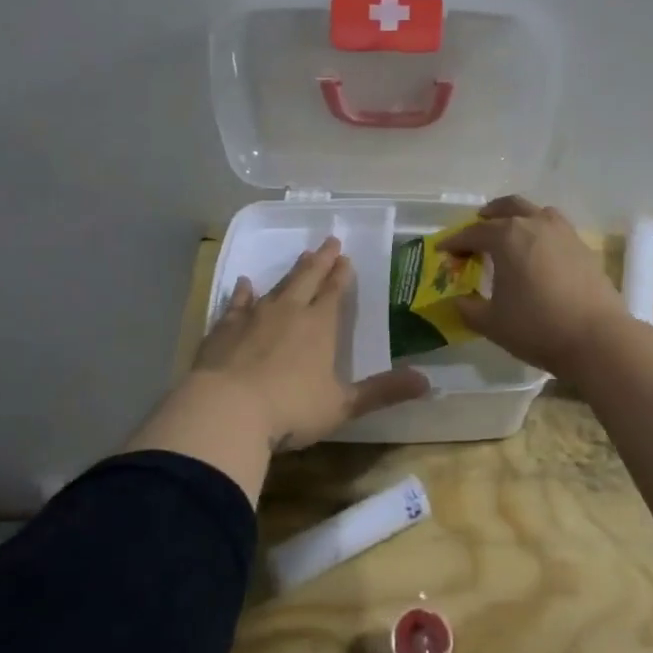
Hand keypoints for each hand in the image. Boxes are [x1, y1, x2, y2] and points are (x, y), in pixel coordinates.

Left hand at [192, 238, 428, 451]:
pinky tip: (243, 283)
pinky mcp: (224, 329)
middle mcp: (288, 311)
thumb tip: (427, 383)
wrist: (226, 410)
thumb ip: (382, 392)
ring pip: (277, 285)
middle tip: (329, 241)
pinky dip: (242, 292)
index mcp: (319, 326)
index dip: (342, 275)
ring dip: (290, 272)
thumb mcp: (343, 405)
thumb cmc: (290, 409)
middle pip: (307, 278)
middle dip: (321, 260)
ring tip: (300, 257)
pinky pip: (237, 302)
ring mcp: (253, 317)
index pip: (334, 292)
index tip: (346, 258)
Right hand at [445, 196, 629, 375]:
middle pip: (508, 207)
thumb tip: (457, 301)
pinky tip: (539, 253)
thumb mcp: (491, 323)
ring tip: (510, 234)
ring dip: (519, 217)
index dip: (455, 241)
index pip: (474, 232)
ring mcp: (563, 233)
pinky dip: (541, 232)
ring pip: (536, 212)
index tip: (443, 250)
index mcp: (507, 236)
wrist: (597, 338)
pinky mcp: (583, 247)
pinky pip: (556, 228)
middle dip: (489, 216)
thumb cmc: (537, 327)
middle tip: (477, 228)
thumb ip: (468, 308)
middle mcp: (535, 224)